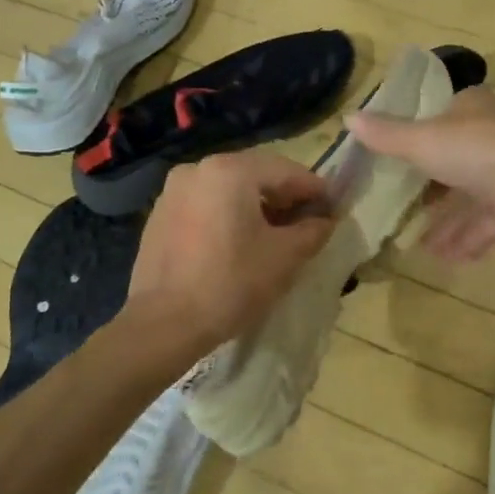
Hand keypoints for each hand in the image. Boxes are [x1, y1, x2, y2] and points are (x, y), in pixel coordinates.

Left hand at [125, 150, 336, 353]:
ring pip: (229, 189)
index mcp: (230, 170)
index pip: (287, 171)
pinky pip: (206, 204)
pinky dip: (228, 215)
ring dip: (256, 206)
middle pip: (255, 175)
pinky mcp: (160, 214)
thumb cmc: (231, 284)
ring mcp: (173, 190)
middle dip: (285, 196)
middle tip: (308, 222)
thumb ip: (312, 230)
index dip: (315, 190)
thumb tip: (326, 219)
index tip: (335, 208)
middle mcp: (198, 169)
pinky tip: (239, 242)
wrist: (164, 324)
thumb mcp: (285, 257)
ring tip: (276, 234)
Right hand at [348, 88, 494, 261]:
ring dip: (450, 224)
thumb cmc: (475, 149)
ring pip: (475, 197)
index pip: (443, 117)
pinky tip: (450, 260)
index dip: (421, 138)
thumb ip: (386, 135)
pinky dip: (471, 239)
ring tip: (423, 249)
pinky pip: (492, 222)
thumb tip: (347, 117)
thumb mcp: (420, 140)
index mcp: (472, 109)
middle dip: (434, 191)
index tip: (400, 162)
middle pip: (458, 161)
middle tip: (407, 211)